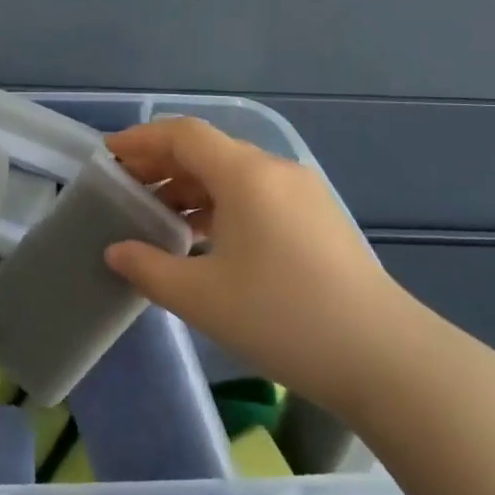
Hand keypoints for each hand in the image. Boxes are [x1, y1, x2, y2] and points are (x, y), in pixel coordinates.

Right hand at [103, 117, 414, 414]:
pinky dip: (220, 204)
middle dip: (161, 164)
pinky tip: (204, 237)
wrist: (386, 359)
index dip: (140, 140)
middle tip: (125, 188)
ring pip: (233, 174)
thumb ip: (148, 268)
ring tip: (157, 215)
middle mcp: (275, 171)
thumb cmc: (283, 318)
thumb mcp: (201, 297)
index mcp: (245, 175)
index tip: (108, 158)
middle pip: (207, 150)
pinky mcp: (318, 220)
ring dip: (190, 187)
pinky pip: (256, 195)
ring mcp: (302, 194)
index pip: (183, 135)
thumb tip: (116, 251)